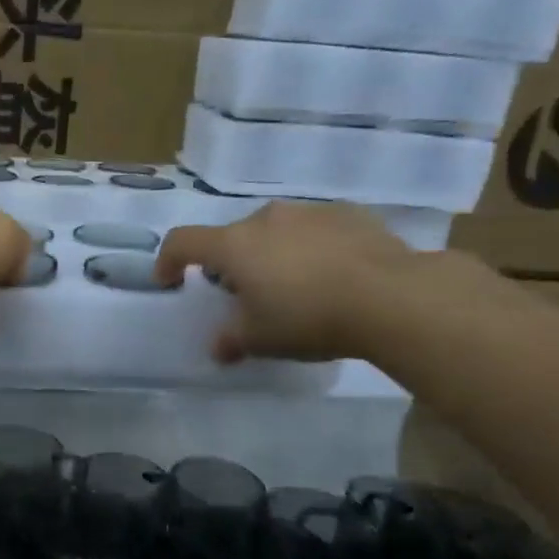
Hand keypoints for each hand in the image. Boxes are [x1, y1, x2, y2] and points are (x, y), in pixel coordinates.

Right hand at [153, 202, 421, 362]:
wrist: (391, 296)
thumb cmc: (308, 318)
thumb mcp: (260, 340)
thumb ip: (231, 340)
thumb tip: (220, 347)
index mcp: (234, 245)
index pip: (183, 242)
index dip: (168, 261)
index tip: (169, 282)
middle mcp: (265, 219)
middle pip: (232, 238)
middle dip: (230, 265)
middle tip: (245, 296)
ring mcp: (308, 211)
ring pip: (274, 231)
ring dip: (272, 254)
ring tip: (293, 287)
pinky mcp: (347, 213)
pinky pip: (313, 230)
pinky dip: (309, 249)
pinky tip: (331, 276)